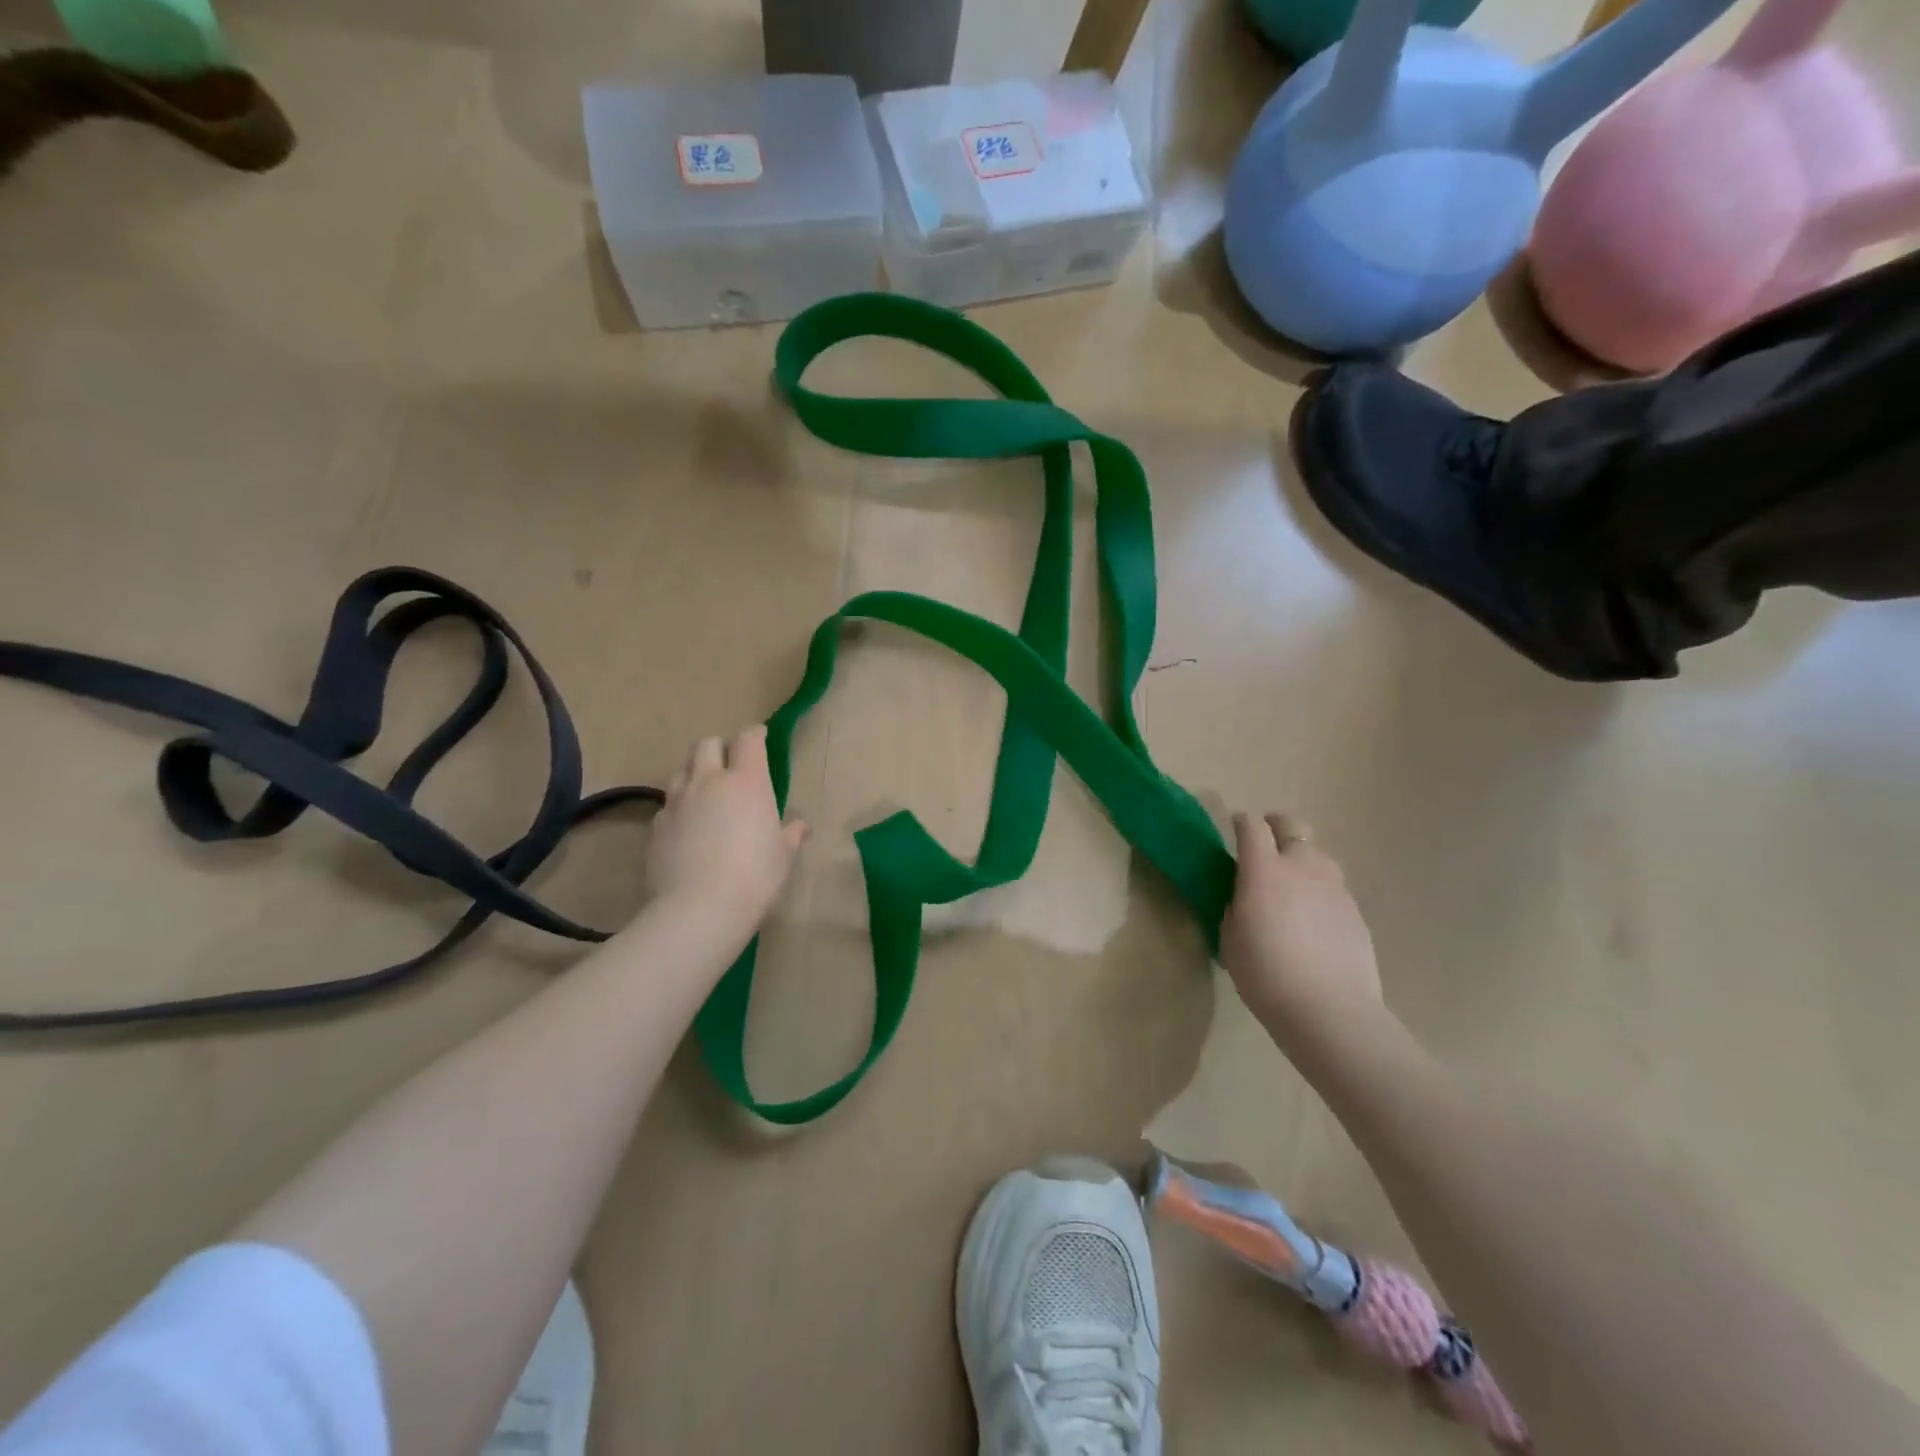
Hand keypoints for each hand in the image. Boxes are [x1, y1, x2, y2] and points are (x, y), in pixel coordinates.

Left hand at [646, 725, 806, 934]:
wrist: (700, 908)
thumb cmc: (755, 875)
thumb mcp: (784, 855)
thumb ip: (791, 833)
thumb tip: (800, 825)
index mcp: (746, 781)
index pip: (748, 740)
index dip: (755, 735)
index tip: (760, 737)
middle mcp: (708, 782)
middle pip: (706, 744)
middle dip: (719, 747)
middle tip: (730, 764)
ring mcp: (677, 802)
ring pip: (681, 770)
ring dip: (695, 773)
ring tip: (706, 793)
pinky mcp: (656, 826)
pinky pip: (668, 805)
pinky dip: (679, 807)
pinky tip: (688, 828)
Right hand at [1221, 812, 1383, 1052]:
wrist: (1329, 1010)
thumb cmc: (1265, 973)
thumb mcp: (1230, 938)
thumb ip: (1235, 906)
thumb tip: (1244, 898)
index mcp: (1263, 869)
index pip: (1251, 827)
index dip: (1241, 823)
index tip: (1234, 828)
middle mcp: (1302, 866)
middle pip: (1292, 826)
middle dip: (1276, 826)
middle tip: (1265, 843)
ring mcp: (1334, 887)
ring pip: (1317, 855)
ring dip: (1301, 859)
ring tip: (1291, 885)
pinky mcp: (1355, 911)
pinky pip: (1333, 888)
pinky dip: (1319, 892)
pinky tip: (1313, 921)